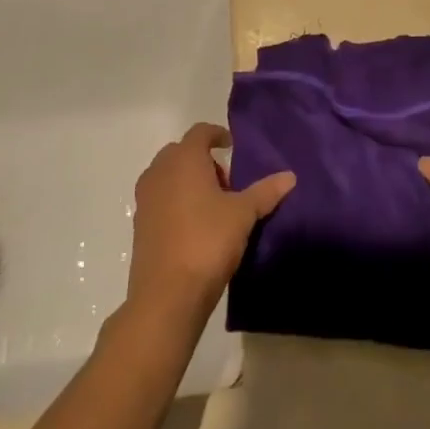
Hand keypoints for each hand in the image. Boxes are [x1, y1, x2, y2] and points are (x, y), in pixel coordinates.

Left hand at [129, 122, 293, 317]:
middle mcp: (159, 172)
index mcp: (184, 159)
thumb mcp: (243, 214)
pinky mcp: (139, 226)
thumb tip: (290, 176)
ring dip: (188, 182)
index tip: (232, 147)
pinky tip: (194, 228)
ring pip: (168, 177)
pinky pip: (159, 200)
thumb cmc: (207, 241)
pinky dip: (175, 203)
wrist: (166, 296)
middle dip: (203, 161)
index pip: (200, 132)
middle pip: (181, 152)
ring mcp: (145, 199)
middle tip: (227, 183)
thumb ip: (265, 192)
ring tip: (212, 207)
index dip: (217, 135)